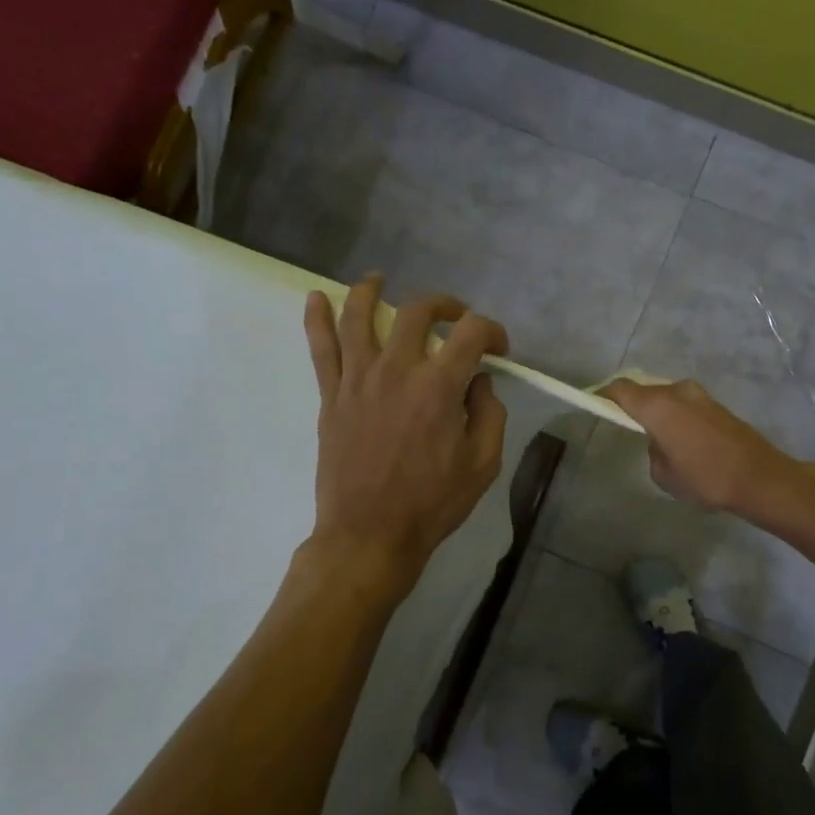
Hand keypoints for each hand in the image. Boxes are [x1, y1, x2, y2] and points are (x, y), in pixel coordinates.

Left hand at [303, 274, 508, 589]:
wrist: (369, 534)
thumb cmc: (432, 504)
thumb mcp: (482, 464)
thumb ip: (489, 415)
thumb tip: (479, 384)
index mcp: (439, 387)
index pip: (471, 333)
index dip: (493, 331)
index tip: (500, 350)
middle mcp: (397, 370)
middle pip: (417, 312)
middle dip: (444, 305)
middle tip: (456, 318)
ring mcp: (358, 380)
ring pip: (359, 316)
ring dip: (372, 291)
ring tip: (380, 279)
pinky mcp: (332, 396)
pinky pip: (320, 348)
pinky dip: (316, 318)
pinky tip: (315, 297)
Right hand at [600, 377, 807, 516]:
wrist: (759, 478)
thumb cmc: (705, 478)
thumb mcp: (664, 475)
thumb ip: (653, 451)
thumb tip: (660, 441)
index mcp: (658, 406)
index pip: (621, 389)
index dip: (604, 395)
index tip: (595, 404)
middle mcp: (677, 392)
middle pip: (645, 390)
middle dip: (632, 404)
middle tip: (624, 424)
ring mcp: (700, 395)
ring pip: (667, 397)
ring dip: (657, 410)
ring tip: (656, 437)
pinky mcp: (717, 405)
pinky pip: (684, 405)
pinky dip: (676, 416)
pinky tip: (680, 440)